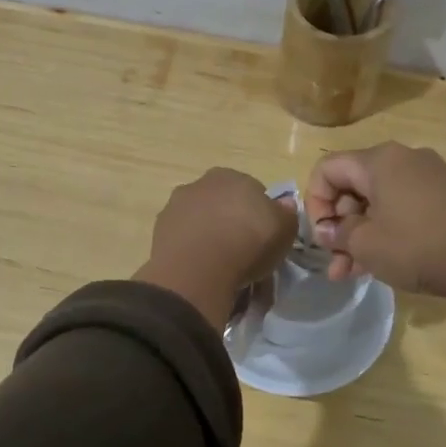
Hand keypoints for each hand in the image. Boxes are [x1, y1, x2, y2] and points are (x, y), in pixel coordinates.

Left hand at [136, 168, 297, 328]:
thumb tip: (284, 204)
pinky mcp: (159, 232)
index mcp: (232, 176)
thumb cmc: (248, 243)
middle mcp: (200, 184)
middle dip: (232, 222)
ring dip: (209, 235)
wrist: (199, 270)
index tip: (264, 237)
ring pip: (201, 220)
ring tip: (222, 265)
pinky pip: (184, 240)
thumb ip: (286, 213)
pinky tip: (202, 270)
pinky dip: (193, 250)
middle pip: (223, 203)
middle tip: (244, 251)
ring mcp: (176, 206)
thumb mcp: (284, 230)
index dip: (260, 215)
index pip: (252, 191)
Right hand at [305, 143, 445, 338]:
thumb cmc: (417, 245)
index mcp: (379, 160)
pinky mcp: (445, 198)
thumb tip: (329, 231)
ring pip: (378, 203)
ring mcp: (427, 178)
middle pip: (353, 186)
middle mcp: (403, 159)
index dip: (315, 203)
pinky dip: (386, 232)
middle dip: (339, 226)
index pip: (328, 169)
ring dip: (360, 235)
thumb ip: (339, 234)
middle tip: (336, 262)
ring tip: (350, 274)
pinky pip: (402, 209)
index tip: (323, 236)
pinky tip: (379, 265)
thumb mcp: (366, 244)